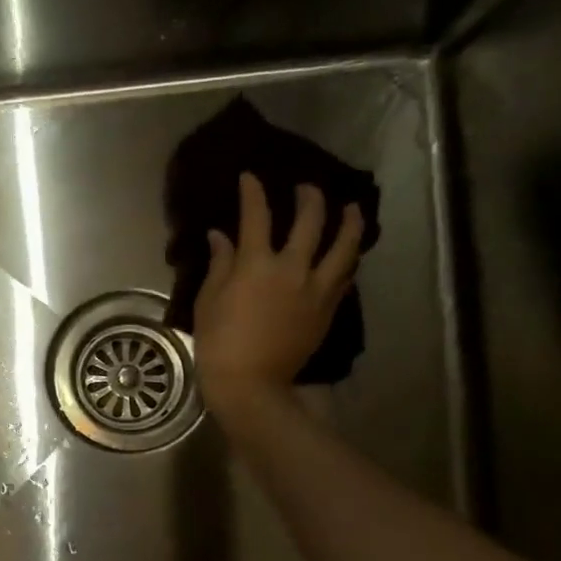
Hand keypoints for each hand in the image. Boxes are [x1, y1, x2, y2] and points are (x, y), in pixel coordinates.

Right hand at [194, 175, 363, 420]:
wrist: (250, 383)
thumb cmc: (219, 342)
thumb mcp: (209, 300)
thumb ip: (219, 264)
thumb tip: (220, 237)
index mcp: (257, 264)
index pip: (257, 215)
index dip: (253, 192)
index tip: (251, 176)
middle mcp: (293, 268)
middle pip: (311, 220)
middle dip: (309, 197)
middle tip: (306, 187)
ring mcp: (316, 288)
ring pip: (344, 245)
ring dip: (349, 221)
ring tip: (351, 208)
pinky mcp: (328, 308)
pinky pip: (345, 275)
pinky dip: (347, 257)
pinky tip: (348, 252)